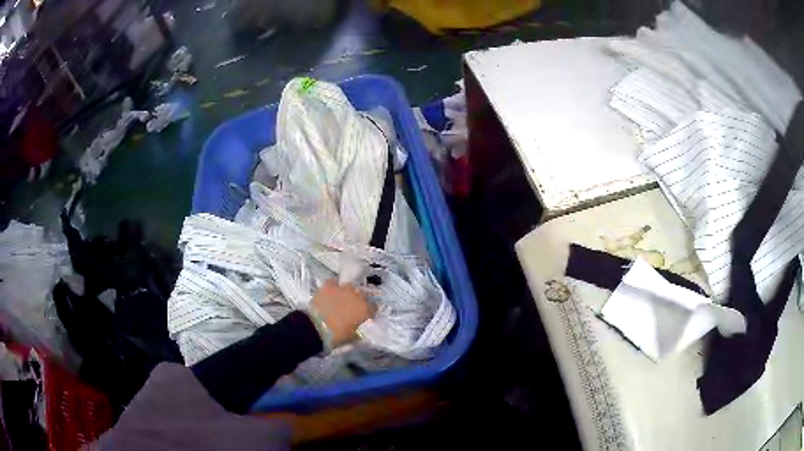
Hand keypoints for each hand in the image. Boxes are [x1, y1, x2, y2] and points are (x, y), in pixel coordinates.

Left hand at [310, 279, 373, 347]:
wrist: (316, 327)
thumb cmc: (337, 335)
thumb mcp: (352, 336)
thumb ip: (358, 329)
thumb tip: (359, 328)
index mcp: (365, 309)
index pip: (373, 308)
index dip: (369, 312)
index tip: (364, 317)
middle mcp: (356, 296)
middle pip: (362, 295)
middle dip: (358, 301)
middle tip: (352, 309)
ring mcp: (342, 289)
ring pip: (349, 287)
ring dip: (347, 293)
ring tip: (341, 299)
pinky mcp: (328, 286)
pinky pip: (333, 283)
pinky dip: (333, 287)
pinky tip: (330, 292)